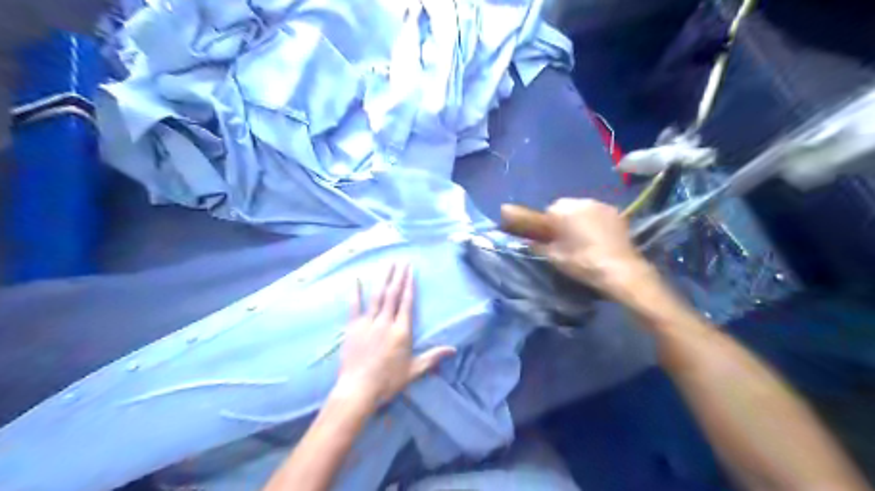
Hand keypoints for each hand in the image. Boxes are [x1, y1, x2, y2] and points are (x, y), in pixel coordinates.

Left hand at [333, 263, 458, 408]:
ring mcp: (368, 323)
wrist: (358, 389)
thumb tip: (453, 350)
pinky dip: (356, 293)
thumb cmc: (388, 381)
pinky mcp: (352, 328)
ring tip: (387, 264)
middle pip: (393, 295)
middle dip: (398, 276)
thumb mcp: (414, 370)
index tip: (410, 271)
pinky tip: (357, 280)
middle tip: (401, 261)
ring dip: (383, 279)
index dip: (409, 285)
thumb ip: (433, 357)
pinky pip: (354, 307)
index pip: (407, 303)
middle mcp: (385, 322)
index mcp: (401, 331)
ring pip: (377, 296)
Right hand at [534, 197, 655, 298]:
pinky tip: (598, 238)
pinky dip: (595, 221)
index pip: (548, 210)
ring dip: (580, 219)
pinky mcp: (617, 213)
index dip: (548, 224)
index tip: (550, 238)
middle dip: (564, 219)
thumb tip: (530, 242)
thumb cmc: (582, 262)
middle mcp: (583, 201)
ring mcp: (602, 205)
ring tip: (584, 238)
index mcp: (564, 210)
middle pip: (567, 207)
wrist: (619, 270)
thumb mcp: (555, 257)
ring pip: (584, 209)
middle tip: (566, 238)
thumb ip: (539, 246)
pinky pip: (599, 213)